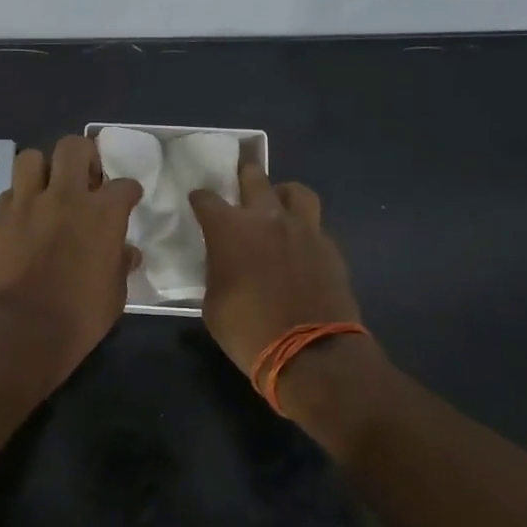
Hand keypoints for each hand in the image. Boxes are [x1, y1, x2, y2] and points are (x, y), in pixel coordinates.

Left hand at [0, 136, 141, 377]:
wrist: (25, 330)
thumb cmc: (81, 315)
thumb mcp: (116, 292)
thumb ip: (121, 263)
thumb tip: (127, 252)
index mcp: (103, 213)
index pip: (124, 184)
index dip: (128, 191)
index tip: (127, 199)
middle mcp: (65, 196)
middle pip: (73, 146)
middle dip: (83, 156)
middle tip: (85, 177)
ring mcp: (27, 203)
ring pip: (31, 157)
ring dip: (42, 169)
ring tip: (47, 188)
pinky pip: (8, 193)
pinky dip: (18, 199)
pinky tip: (23, 217)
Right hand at [188, 159, 362, 376]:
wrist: (311, 353)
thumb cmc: (248, 331)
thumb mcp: (213, 304)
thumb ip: (216, 272)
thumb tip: (223, 265)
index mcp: (229, 229)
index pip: (206, 199)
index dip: (199, 199)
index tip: (197, 202)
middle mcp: (266, 218)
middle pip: (254, 177)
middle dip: (243, 173)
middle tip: (239, 177)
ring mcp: (303, 229)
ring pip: (294, 191)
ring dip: (282, 193)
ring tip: (278, 204)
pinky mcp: (329, 246)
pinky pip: (315, 224)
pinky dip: (304, 227)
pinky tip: (299, 244)